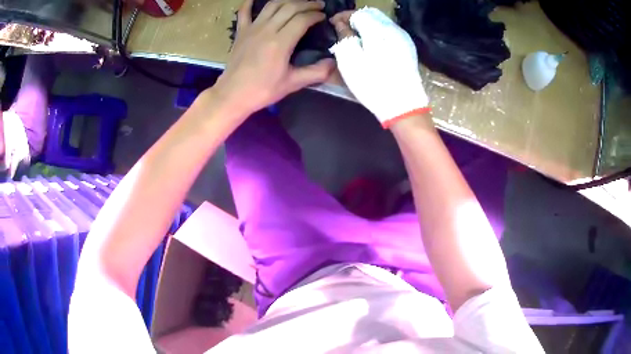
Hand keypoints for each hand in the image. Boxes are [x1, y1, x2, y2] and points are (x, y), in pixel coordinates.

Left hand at [213, 0, 334, 117]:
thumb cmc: (262, 90)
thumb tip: (333, 63)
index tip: (323, 17)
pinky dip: (249, 3)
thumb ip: (315, 72)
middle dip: (307, 4)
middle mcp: (267, 30)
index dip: (315, 15)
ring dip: (287, 0)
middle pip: (289, 7)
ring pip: (271, 5)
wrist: (232, 95)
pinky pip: (244, 12)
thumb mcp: (292, 83)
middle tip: (317, 5)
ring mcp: (252, 29)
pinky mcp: (240, 32)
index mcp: (281, 42)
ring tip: (298, 2)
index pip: (302, 19)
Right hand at [329, 8, 428, 127]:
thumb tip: (341, 23)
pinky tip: (370, 43)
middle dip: (355, 17)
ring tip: (355, 36)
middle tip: (343, 28)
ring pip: (382, 20)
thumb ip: (344, 36)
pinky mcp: (407, 48)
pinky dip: (377, 31)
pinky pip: (389, 30)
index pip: (357, 13)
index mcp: (378, 29)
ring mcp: (403, 38)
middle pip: (372, 13)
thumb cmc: (373, 83)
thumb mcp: (350, 59)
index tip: (332, 23)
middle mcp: (394, 29)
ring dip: (366, 23)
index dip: (343, 16)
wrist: (403, 106)